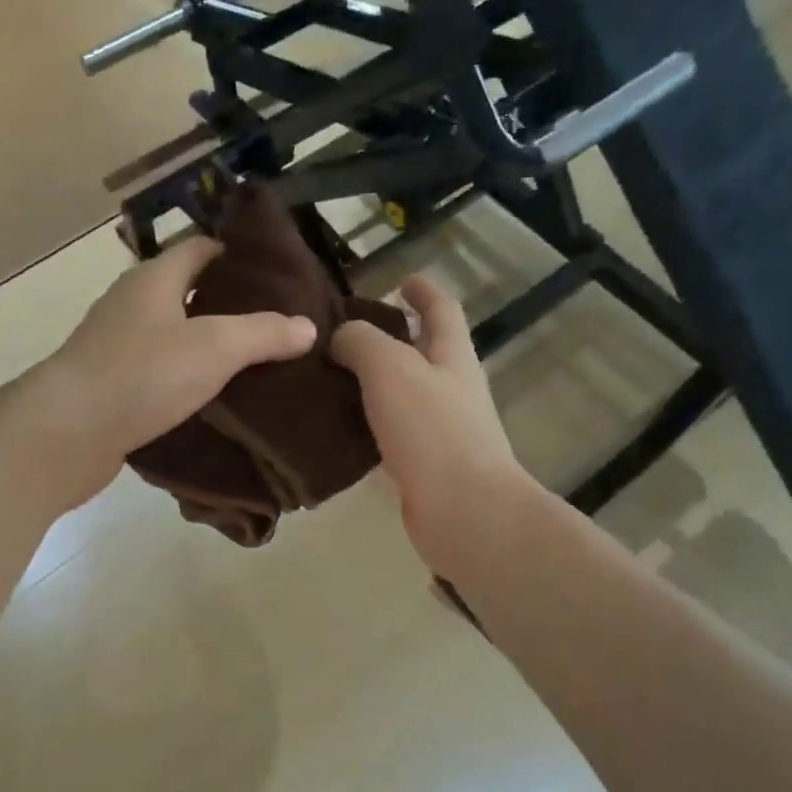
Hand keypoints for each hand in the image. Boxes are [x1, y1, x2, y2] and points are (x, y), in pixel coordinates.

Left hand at [31, 238, 316, 508]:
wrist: (65, 433)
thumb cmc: (140, 375)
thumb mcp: (213, 348)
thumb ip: (263, 333)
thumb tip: (308, 327)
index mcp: (154, 280)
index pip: (200, 248)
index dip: (236, 254)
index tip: (276, 274)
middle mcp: (131, 305)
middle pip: (186, 292)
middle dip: (228, 304)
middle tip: (276, 324)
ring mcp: (116, 347)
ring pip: (172, 336)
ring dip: (207, 347)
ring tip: (255, 365)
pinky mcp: (110, 387)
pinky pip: (158, 374)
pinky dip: (185, 381)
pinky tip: (213, 403)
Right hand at [330, 275, 530, 573]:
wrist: (464, 511)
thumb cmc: (432, 430)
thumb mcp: (390, 368)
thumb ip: (361, 342)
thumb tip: (340, 338)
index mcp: (452, 355)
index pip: (442, 309)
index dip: (423, 291)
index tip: (400, 280)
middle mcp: (451, 388)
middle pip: (422, 351)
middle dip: (391, 337)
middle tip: (342, 333)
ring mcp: (440, 428)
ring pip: (402, 393)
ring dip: (371, 382)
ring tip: (327, 377)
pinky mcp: (423, 464)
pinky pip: (390, 432)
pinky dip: (366, 423)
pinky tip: (335, 427)